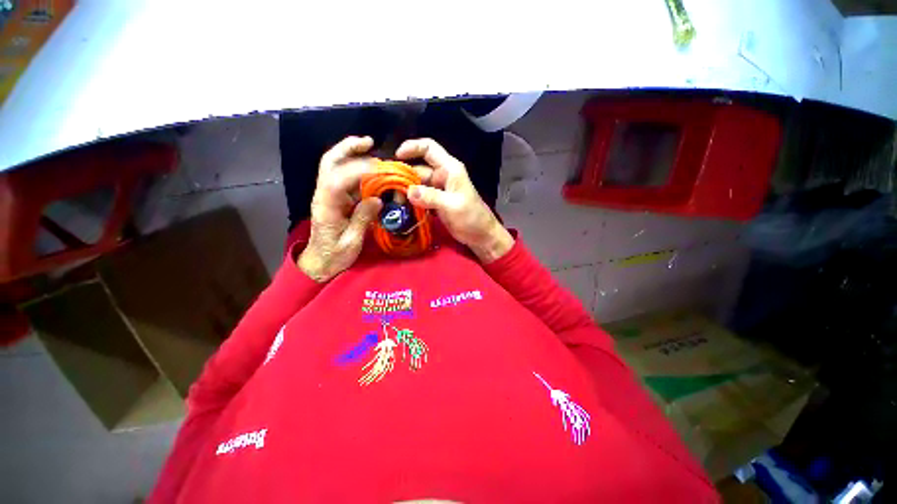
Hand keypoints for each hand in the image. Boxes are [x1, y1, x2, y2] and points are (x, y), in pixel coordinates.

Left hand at [298, 136, 381, 281]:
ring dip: (352, 154)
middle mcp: (324, 195)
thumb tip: (377, 199)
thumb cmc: (334, 256)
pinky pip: (344, 177)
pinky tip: (370, 169)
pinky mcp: (335, 198)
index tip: (379, 168)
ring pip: (335, 166)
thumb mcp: (351, 242)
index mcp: (326, 207)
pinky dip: (356, 168)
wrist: (320, 262)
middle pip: (329, 163)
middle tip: (369, 142)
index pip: (336, 180)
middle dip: (347, 148)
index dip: (357, 170)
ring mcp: (328, 195)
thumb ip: (362, 219)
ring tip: (372, 149)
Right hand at [397, 138, 513, 262]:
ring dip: (405, 191)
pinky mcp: (435, 202)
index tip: (396, 157)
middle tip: (389, 190)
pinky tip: (401, 207)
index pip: (429, 148)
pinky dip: (411, 201)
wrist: (481, 235)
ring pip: (417, 184)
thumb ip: (431, 197)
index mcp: (449, 169)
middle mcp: (442, 176)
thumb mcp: (453, 206)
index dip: (412, 147)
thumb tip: (408, 191)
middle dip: (403, 177)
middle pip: (418, 169)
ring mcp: (438, 190)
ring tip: (394, 202)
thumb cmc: (472, 217)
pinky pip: (419, 197)